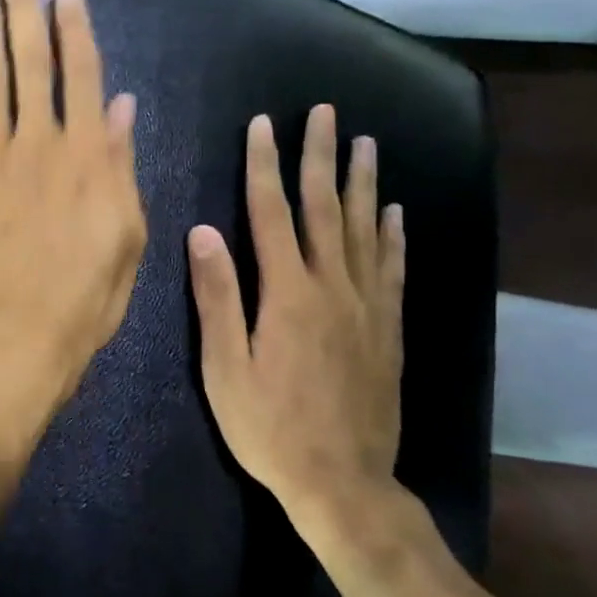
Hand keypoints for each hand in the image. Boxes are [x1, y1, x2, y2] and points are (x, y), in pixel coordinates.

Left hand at [0, 0, 146, 424]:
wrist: (21, 333)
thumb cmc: (86, 294)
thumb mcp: (128, 232)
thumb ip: (122, 164)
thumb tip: (123, 106)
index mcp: (89, 153)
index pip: (82, 73)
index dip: (74, 26)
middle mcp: (41, 140)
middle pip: (31, 60)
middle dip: (23, 6)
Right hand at [187, 105, 406, 527]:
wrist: (343, 482)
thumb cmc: (269, 427)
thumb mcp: (224, 367)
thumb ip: (217, 297)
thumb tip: (202, 232)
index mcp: (287, 294)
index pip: (272, 214)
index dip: (265, 166)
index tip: (263, 125)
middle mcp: (332, 288)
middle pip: (325, 208)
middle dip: (320, 157)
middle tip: (324, 113)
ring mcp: (366, 307)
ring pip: (364, 230)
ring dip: (362, 183)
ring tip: (365, 143)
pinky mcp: (388, 329)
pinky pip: (392, 269)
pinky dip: (392, 235)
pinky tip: (394, 211)